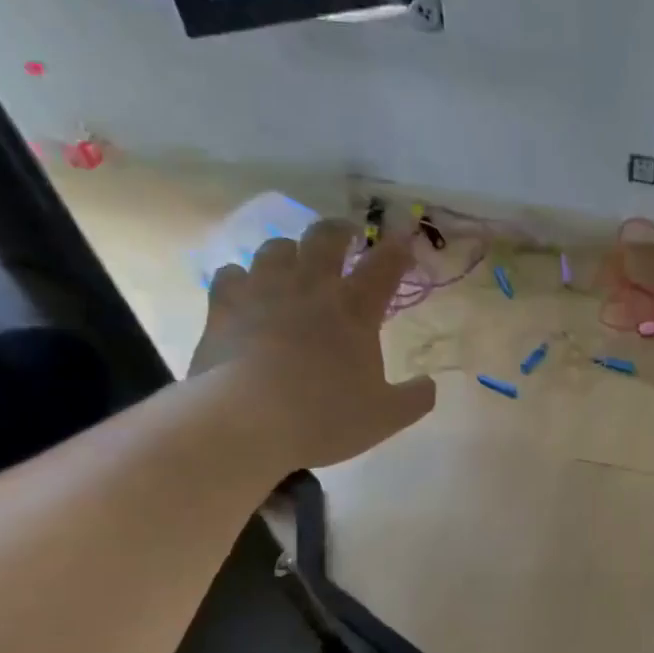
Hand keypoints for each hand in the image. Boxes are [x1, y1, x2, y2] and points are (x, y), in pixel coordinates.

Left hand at [189, 219, 435, 468]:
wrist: (246, 421)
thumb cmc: (324, 417)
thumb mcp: (386, 417)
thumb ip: (415, 398)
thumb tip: (430, 384)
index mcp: (356, 308)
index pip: (385, 264)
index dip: (398, 249)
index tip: (404, 244)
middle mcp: (311, 287)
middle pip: (326, 237)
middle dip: (341, 231)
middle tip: (348, 237)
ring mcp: (263, 291)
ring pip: (277, 248)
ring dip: (291, 251)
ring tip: (295, 263)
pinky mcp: (223, 307)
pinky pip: (232, 274)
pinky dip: (243, 278)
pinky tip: (246, 291)